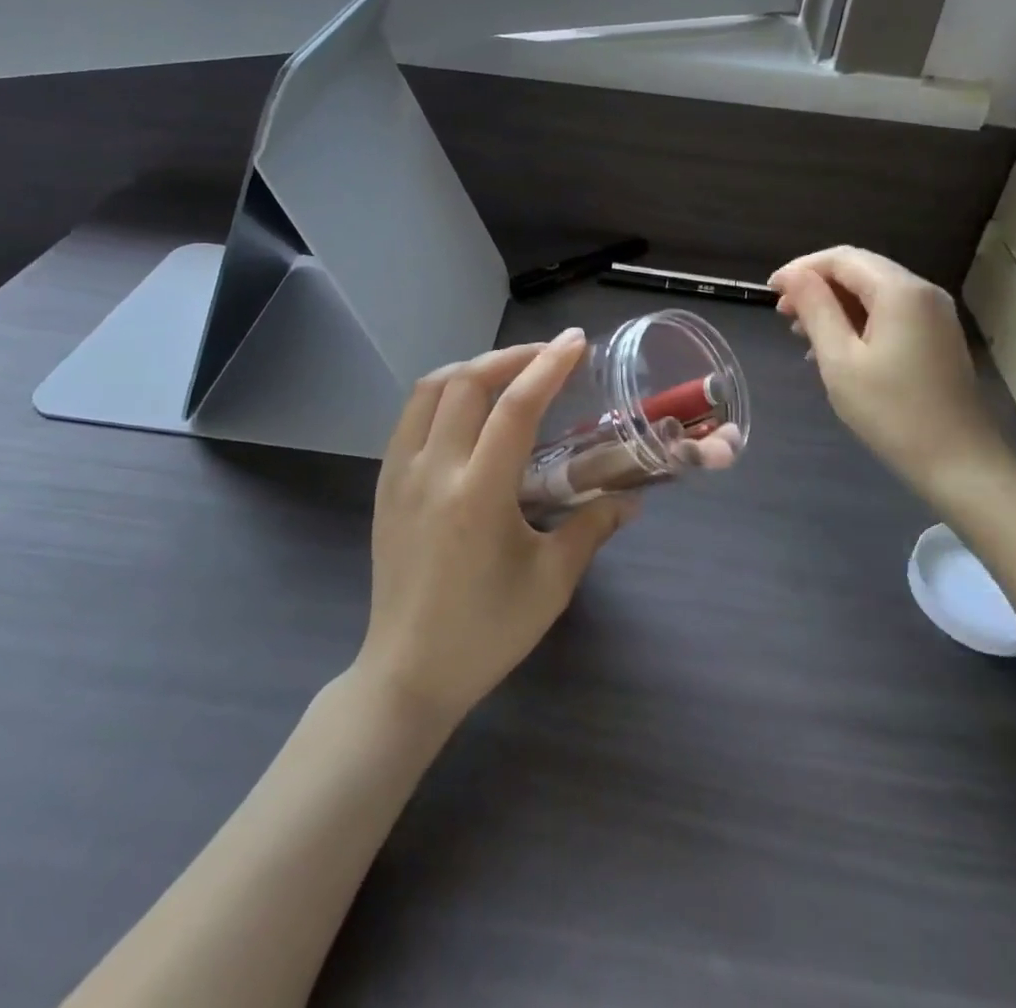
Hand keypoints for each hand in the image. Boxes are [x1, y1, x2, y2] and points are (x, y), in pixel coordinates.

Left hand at [356, 331, 635, 728]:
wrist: (409, 672)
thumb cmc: (488, 631)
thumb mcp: (552, 581)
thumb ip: (592, 527)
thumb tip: (630, 498)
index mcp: (478, 494)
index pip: (515, 408)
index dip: (549, 366)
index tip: (576, 342)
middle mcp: (433, 471)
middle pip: (467, 382)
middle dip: (511, 356)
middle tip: (548, 354)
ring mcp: (400, 475)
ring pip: (430, 390)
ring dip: (473, 367)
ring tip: (509, 371)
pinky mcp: (384, 485)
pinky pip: (411, 416)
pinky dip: (443, 393)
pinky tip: (468, 408)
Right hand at [771, 247, 1014, 503]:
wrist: (959, 462)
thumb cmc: (891, 412)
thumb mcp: (840, 360)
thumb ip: (816, 310)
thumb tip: (793, 275)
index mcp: (899, 291)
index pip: (841, 259)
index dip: (801, 269)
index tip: (769, 291)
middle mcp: (922, 291)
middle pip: (859, 270)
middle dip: (816, 285)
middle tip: (781, 313)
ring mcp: (934, 313)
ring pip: (873, 291)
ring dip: (834, 304)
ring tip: (800, 333)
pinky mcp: (936, 336)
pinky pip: (889, 312)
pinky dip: (857, 320)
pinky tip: (834, 348)